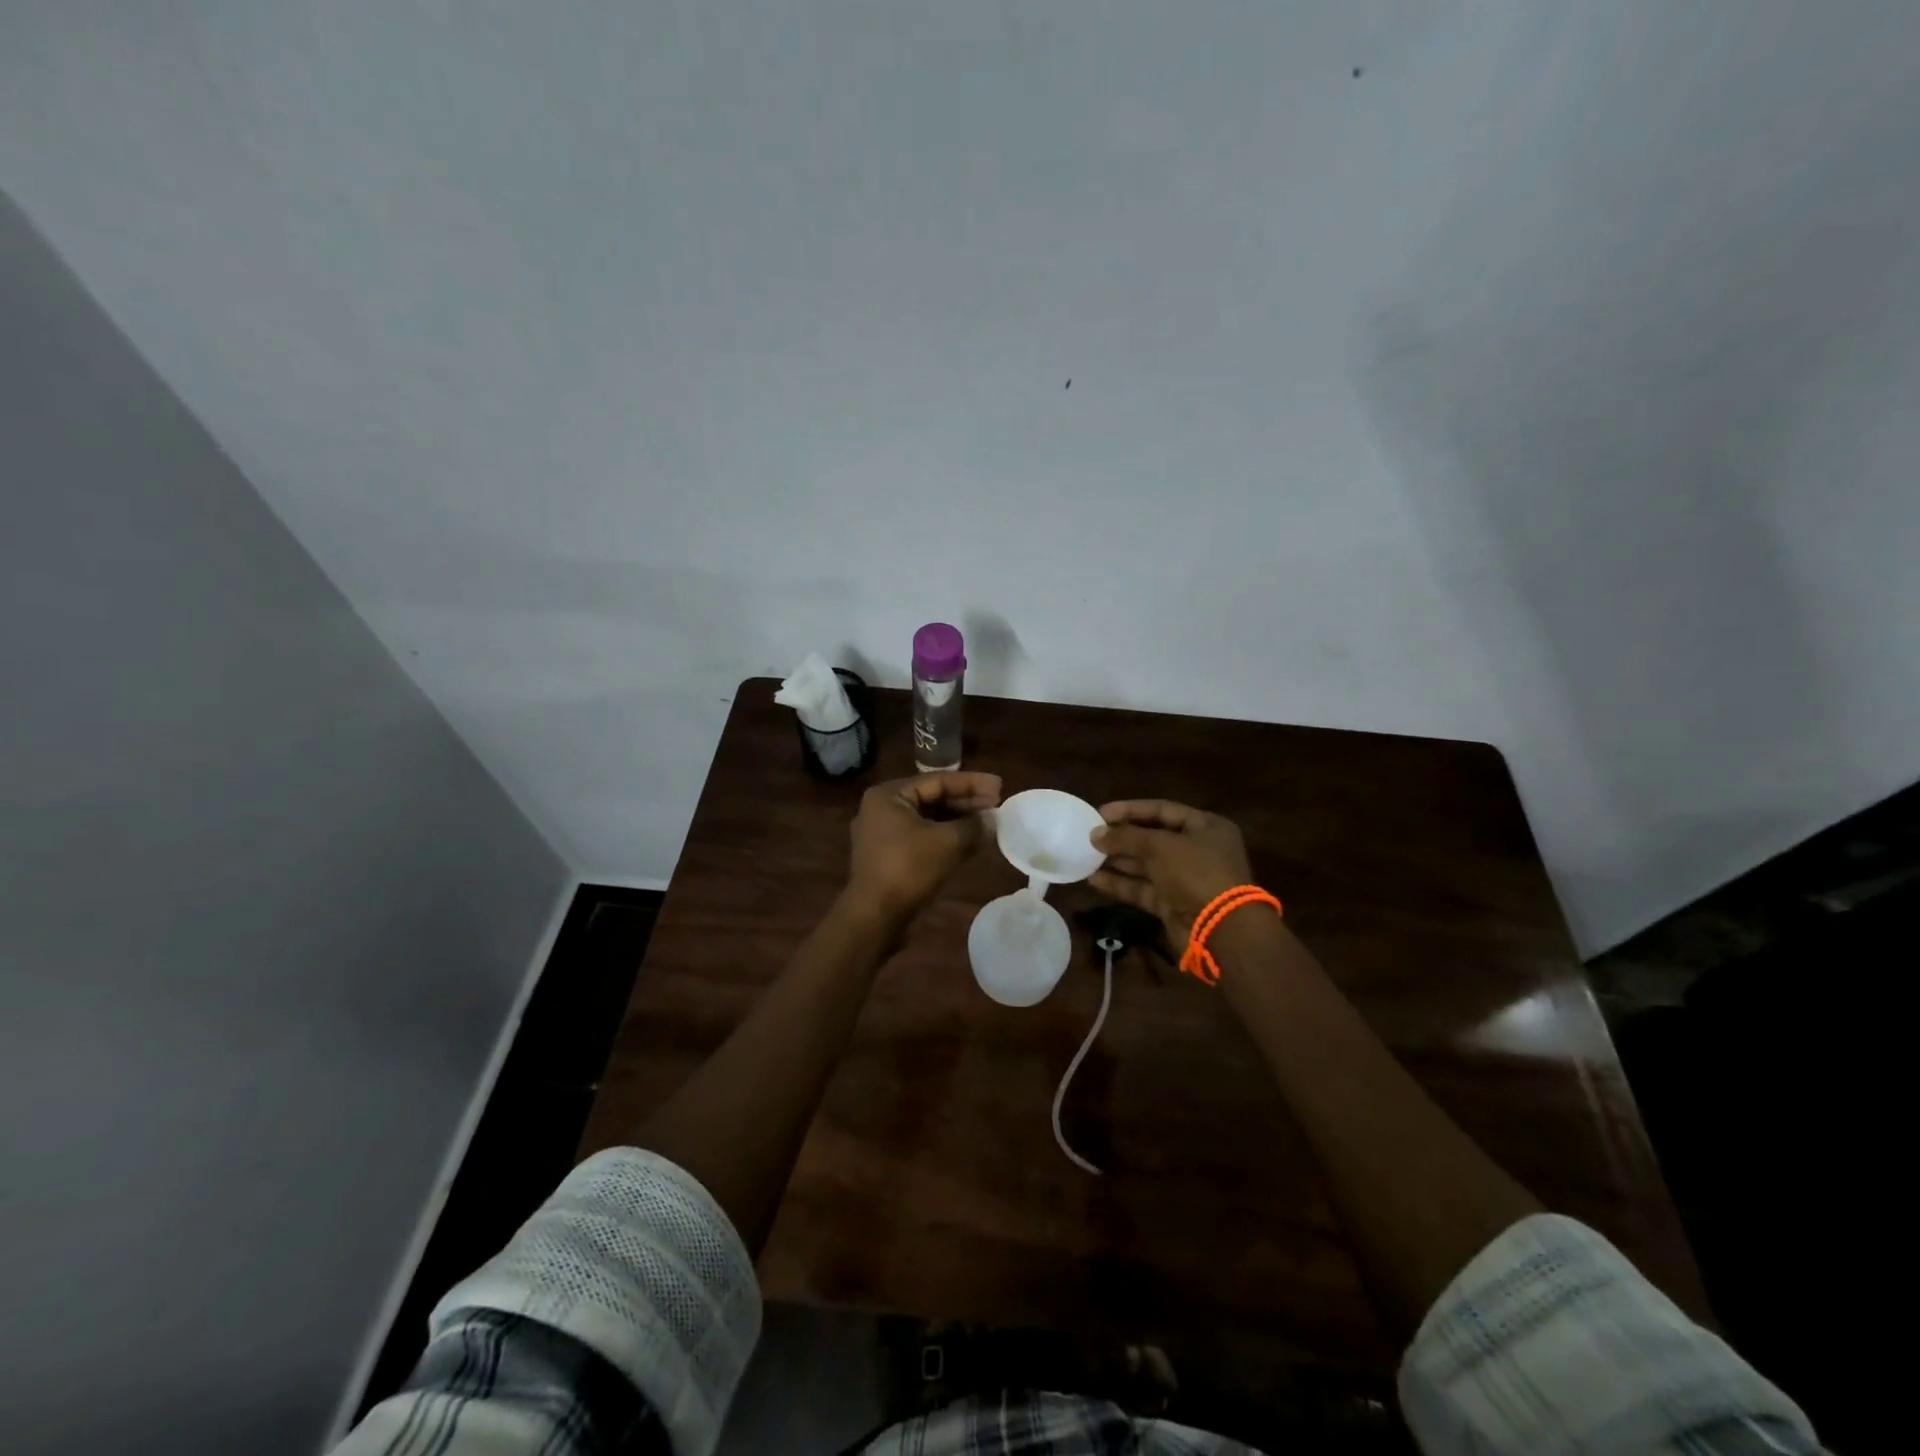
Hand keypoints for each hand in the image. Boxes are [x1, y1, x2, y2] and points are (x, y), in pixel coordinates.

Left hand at [846, 772, 1002, 918]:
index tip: (999, 785)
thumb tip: (992, 819)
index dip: (972, 783)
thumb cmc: (908, 869)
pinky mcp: (889, 856)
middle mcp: (882, 809)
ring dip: (958, 821)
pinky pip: (922, 837)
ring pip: (928, 820)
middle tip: (997, 804)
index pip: (937, 781)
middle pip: (932, 798)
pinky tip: (970, 842)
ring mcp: (883, 834)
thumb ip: (973, 825)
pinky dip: (946, 837)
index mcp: (889, 795)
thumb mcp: (947, 842)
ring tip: (988, 823)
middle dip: (966, 802)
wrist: (875, 917)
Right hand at [1089, 799, 1255, 949]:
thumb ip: (1126, 837)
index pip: (1163, 810)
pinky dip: (1121, 884)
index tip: (1101, 813)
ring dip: (1118, 860)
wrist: (1221, 929)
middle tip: (1091, 835)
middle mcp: (1198, 850)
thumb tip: (1095, 834)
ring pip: (1146, 865)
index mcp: (1206, 827)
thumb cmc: (1196, 872)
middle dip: (1122, 837)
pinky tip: (1094, 879)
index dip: (1131, 810)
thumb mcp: (1161, 846)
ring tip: (1087, 855)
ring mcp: (1186, 879)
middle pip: (1153, 838)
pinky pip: (1144, 889)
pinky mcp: (1174, 904)